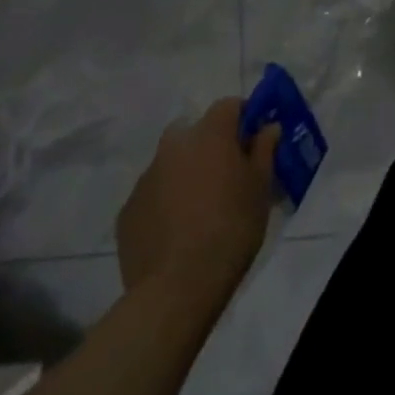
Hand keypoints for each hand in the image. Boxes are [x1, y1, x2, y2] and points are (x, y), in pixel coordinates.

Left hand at [117, 99, 278, 300]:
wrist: (176, 289)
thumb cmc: (230, 228)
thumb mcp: (261, 187)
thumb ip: (264, 150)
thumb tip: (267, 127)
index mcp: (209, 134)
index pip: (229, 105)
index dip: (244, 117)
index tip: (253, 140)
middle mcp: (173, 146)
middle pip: (194, 131)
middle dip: (209, 144)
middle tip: (225, 174)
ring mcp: (145, 178)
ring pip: (171, 163)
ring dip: (185, 173)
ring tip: (199, 209)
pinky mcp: (126, 212)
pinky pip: (152, 195)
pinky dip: (164, 203)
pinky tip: (176, 232)